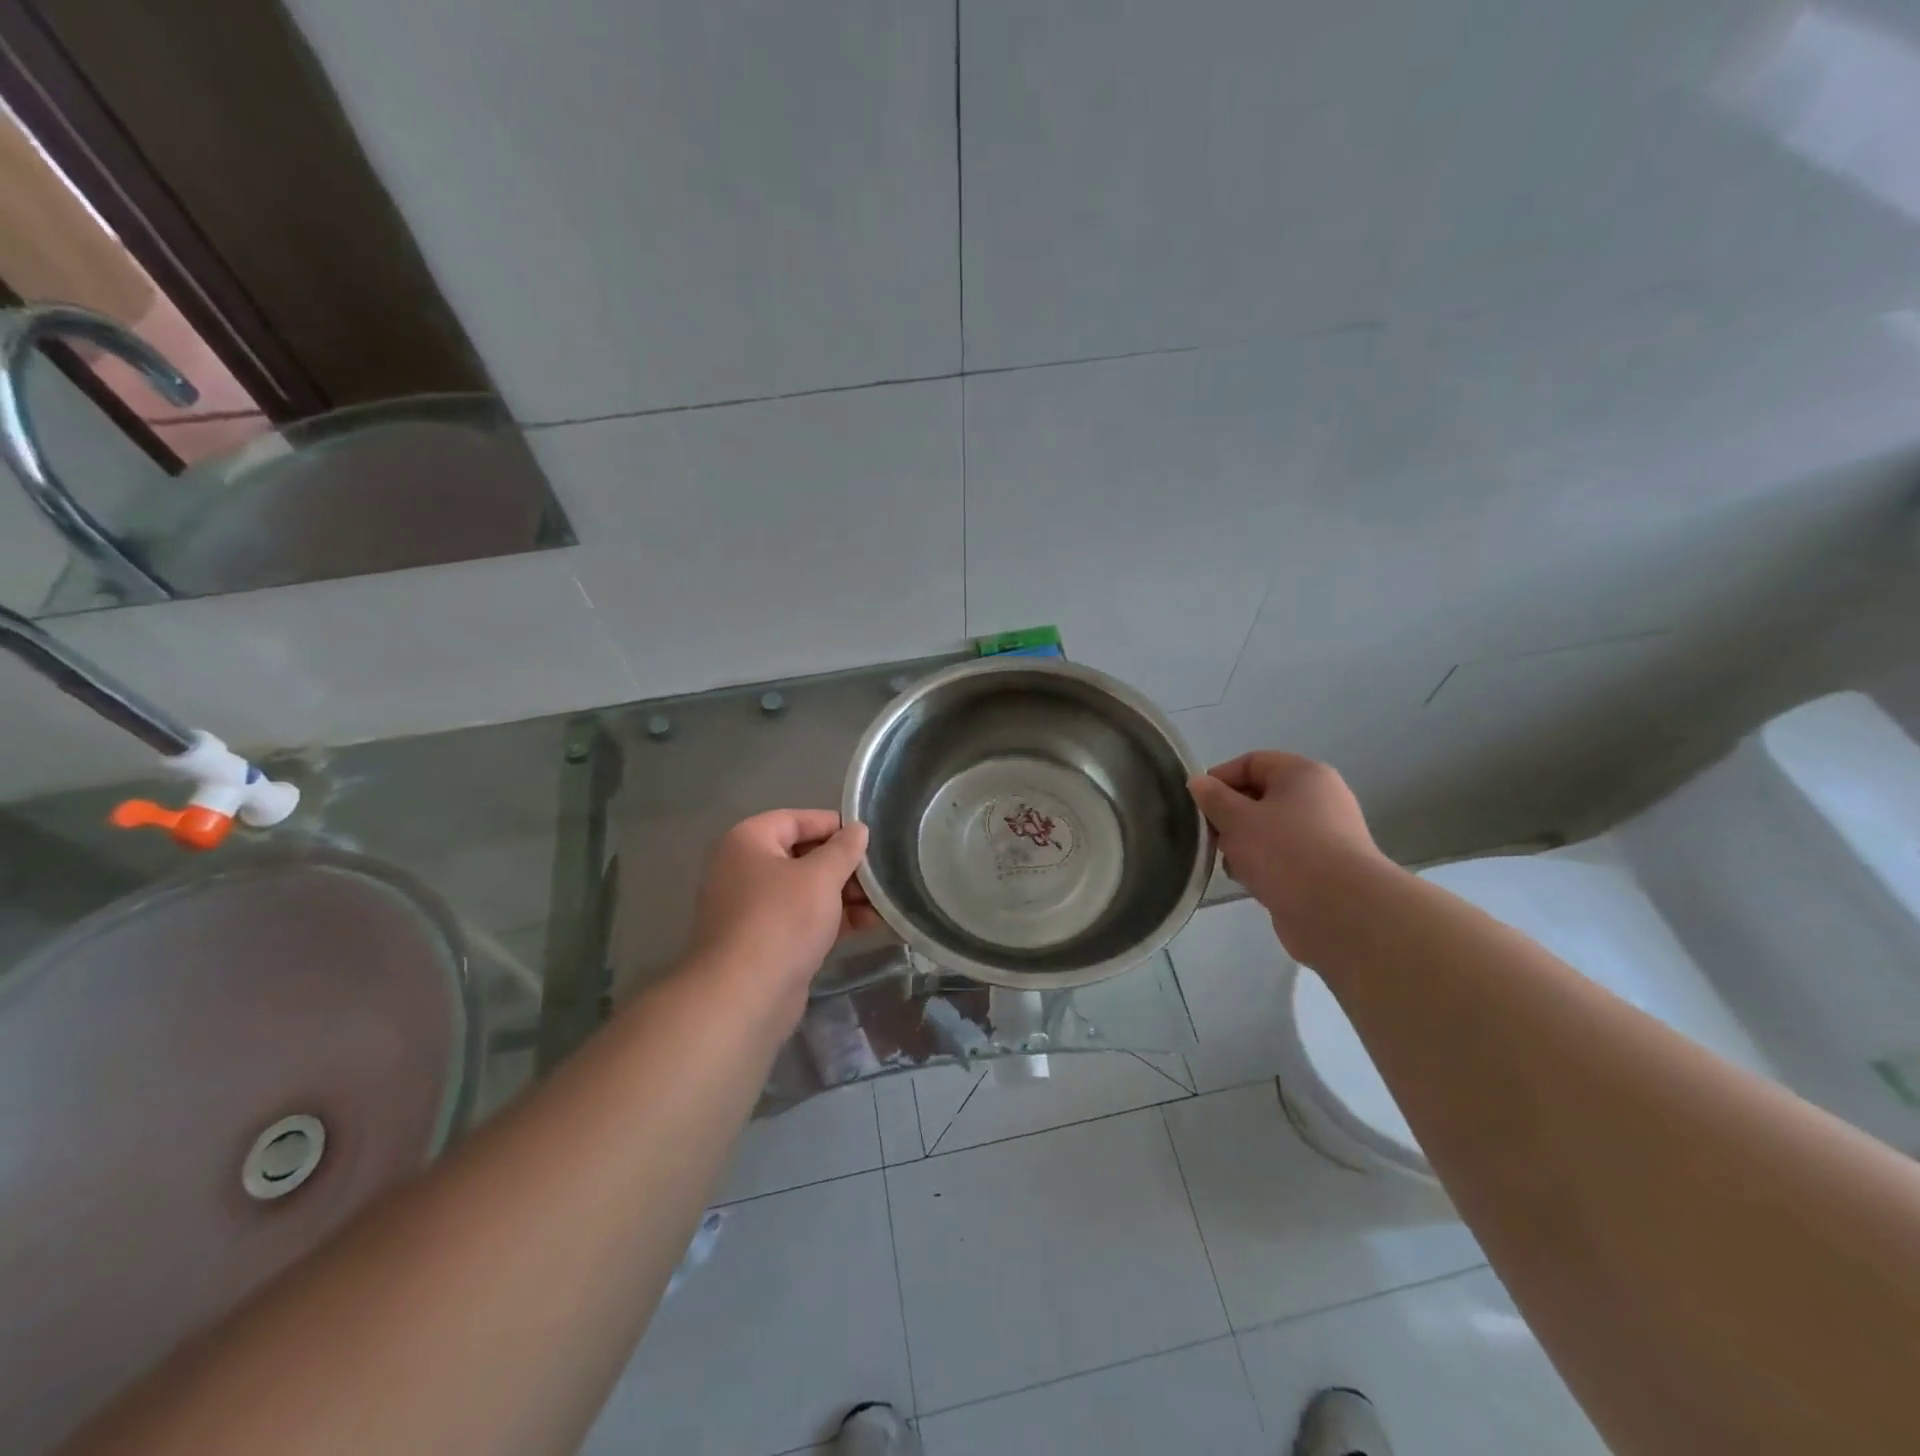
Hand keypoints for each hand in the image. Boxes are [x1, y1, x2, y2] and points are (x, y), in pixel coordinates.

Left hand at [685, 809, 877, 1017]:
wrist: (744, 995)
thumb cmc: (782, 920)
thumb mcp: (821, 876)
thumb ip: (844, 849)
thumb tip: (858, 829)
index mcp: (748, 842)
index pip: (796, 819)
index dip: (834, 825)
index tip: (869, 838)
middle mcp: (744, 869)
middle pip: (802, 856)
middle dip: (844, 865)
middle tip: (881, 874)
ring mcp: (753, 908)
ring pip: (806, 890)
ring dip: (844, 894)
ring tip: (883, 903)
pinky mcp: (765, 941)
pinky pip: (803, 919)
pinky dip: (833, 919)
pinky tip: (869, 925)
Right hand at [1188, 751, 1399, 963]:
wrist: (1340, 912)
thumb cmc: (1284, 852)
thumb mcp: (1236, 819)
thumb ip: (1213, 798)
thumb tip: (1197, 783)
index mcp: (1303, 775)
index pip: (1253, 762)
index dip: (1220, 778)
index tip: (1197, 805)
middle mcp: (1320, 799)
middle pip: (1261, 796)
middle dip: (1230, 815)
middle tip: (1210, 837)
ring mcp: (1326, 835)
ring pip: (1270, 829)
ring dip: (1244, 844)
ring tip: (1230, 864)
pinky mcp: (1325, 869)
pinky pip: (1284, 856)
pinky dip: (1264, 865)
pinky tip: (1250, 882)